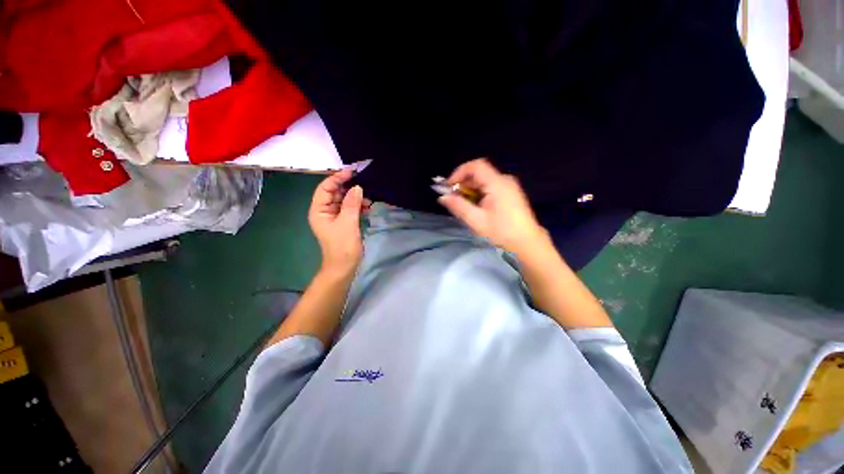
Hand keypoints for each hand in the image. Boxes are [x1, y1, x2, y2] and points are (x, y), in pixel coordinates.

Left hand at [308, 170, 369, 275]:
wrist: (344, 267)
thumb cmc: (342, 246)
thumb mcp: (348, 223)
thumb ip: (352, 204)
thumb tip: (357, 187)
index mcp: (319, 210)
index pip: (325, 188)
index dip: (337, 178)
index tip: (352, 173)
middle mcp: (325, 211)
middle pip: (335, 193)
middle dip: (349, 188)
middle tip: (365, 184)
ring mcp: (335, 217)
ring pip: (345, 201)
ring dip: (356, 198)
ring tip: (369, 199)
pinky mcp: (344, 222)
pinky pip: (350, 209)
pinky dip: (359, 206)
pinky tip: (368, 207)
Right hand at [439, 158, 548, 254]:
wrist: (527, 243)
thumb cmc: (502, 232)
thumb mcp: (476, 220)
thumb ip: (458, 206)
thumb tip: (442, 197)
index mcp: (497, 183)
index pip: (475, 166)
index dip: (459, 172)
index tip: (449, 186)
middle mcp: (504, 180)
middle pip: (479, 173)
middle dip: (463, 183)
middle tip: (453, 199)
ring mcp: (509, 186)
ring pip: (484, 181)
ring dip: (470, 190)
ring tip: (463, 205)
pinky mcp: (511, 193)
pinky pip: (490, 187)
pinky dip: (479, 193)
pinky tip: (476, 207)